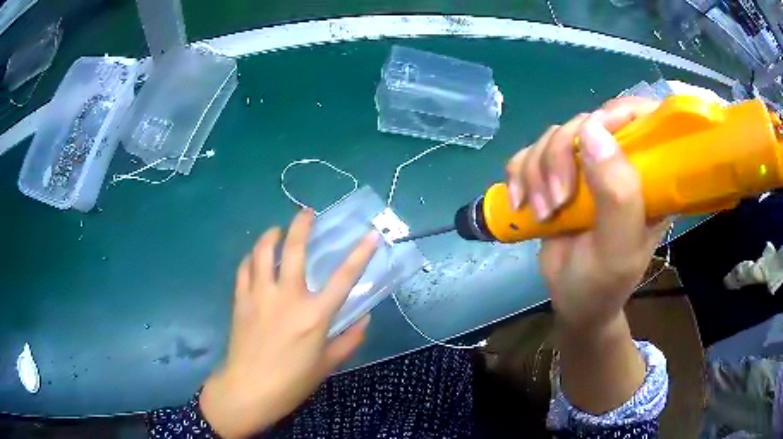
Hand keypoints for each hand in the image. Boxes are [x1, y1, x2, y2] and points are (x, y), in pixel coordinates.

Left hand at [200, 209, 378, 437]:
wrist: (249, 390)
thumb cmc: (292, 382)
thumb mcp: (327, 365)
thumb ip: (349, 340)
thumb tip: (365, 319)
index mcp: (314, 315)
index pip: (343, 278)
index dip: (360, 254)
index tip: (371, 234)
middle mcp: (287, 297)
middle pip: (294, 250)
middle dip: (302, 224)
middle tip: (306, 213)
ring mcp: (260, 296)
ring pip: (263, 252)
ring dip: (271, 235)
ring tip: (278, 231)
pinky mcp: (241, 300)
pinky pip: (244, 269)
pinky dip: (251, 258)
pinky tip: (256, 258)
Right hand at [506, 97, 670, 327]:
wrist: (571, 301)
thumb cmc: (603, 283)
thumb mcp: (618, 248)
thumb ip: (618, 194)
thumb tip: (593, 128)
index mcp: (649, 176)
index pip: (641, 117)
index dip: (614, 113)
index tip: (590, 137)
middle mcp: (619, 163)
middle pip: (586, 121)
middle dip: (561, 156)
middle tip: (556, 201)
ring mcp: (587, 167)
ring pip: (553, 135)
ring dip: (537, 172)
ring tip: (542, 213)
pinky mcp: (557, 174)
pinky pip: (529, 152)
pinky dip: (519, 175)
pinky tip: (521, 204)